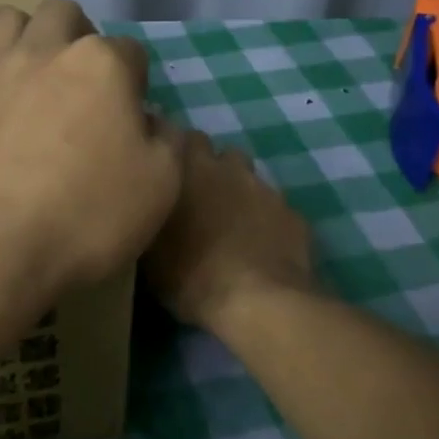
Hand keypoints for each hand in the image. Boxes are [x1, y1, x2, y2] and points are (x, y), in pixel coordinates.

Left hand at [0, 0, 182, 297]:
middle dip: (76, 33)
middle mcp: (42, 52)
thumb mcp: (159, 188)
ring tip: (27, 68)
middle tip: (78, 76)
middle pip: (62, 14)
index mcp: (100, 65)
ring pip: (5, 20)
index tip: (131, 110)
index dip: (135, 78)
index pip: (130, 50)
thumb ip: (168, 142)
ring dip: (22, 33)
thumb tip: (156, 121)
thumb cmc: (82, 216)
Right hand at [143, 130, 315, 334]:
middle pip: (217, 153)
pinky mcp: (292, 213)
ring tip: (228, 223)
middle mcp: (227, 168)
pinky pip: (272, 207)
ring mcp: (265, 188)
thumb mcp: (149, 252)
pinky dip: (263, 219)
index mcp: (188, 169)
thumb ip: (150, 216)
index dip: (173, 153)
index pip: (178, 136)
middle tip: (197, 200)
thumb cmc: (191, 275)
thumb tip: (147, 205)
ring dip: (236, 191)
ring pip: (247, 177)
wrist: (259, 303)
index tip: (165, 172)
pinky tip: (257, 244)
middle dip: (208, 169)